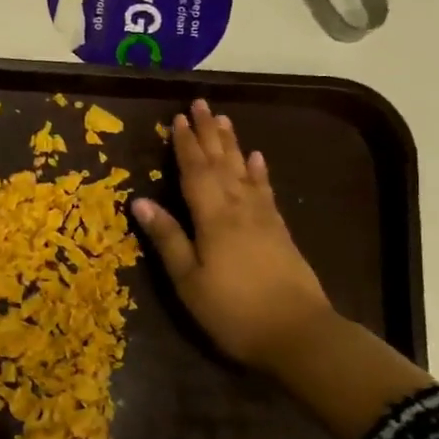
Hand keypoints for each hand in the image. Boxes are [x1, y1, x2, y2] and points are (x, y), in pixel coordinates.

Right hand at [132, 100, 334, 373]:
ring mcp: (264, 219)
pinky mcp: (280, 232)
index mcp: (213, 218)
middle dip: (209, 133)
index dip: (185, 145)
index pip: (195, 172)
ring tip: (224, 120)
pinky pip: (265, 191)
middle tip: (201, 104)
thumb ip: (167, 238)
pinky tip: (257, 159)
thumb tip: (139, 201)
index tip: (177, 118)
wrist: (298, 334)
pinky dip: (259, 172)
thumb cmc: (233, 311)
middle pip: (222, 163)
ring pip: (244, 171)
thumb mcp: (189, 280)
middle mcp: (239, 209)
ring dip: (232, 144)